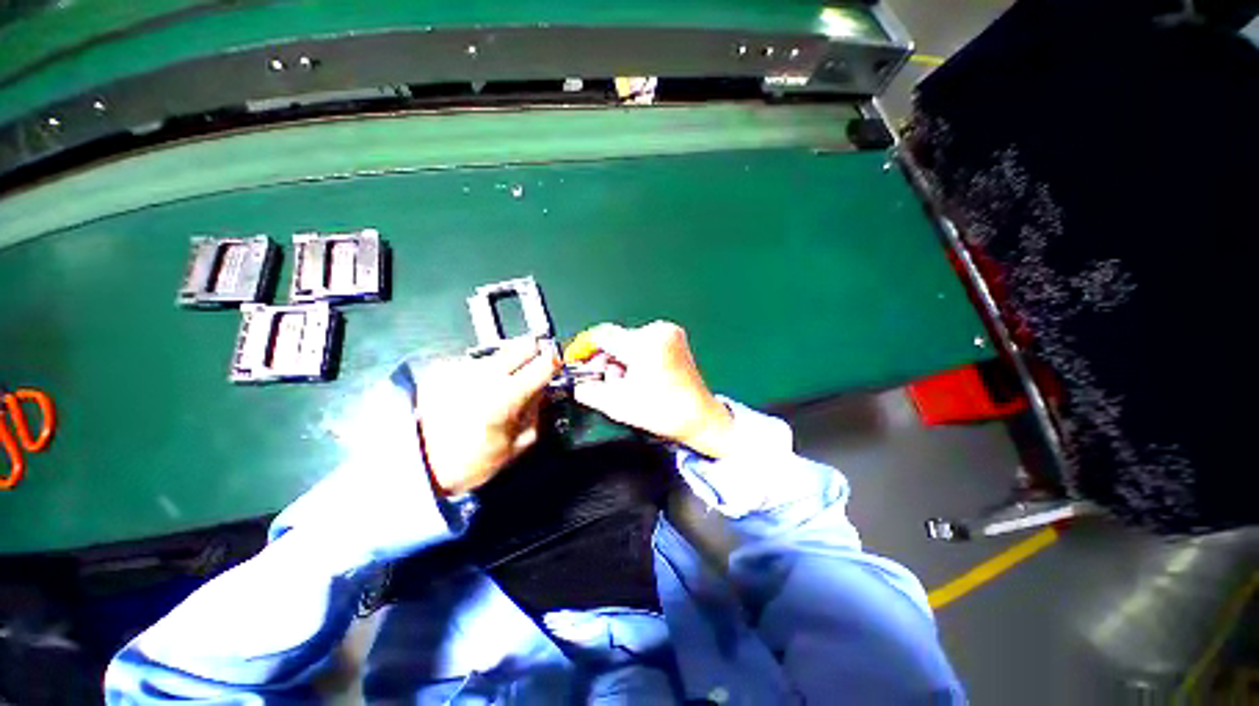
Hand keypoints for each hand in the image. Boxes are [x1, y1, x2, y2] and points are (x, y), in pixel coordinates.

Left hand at [413, 337, 559, 494]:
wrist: (416, 462)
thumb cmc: (472, 461)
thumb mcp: (516, 446)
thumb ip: (537, 414)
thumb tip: (543, 391)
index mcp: (507, 396)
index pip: (544, 363)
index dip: (555, 364)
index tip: (555, 369)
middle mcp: (487, 374)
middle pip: (523, 345)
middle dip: (535, 353)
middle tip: (534, 368)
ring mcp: (464, 368)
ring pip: (500, 351)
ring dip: (509, 361)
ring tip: (501, 382)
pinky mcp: (447, 368)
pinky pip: (478, 361)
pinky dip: (485, 369)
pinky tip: (477, 387)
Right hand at [568, 321, 733, 457]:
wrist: (699, 417)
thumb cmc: (663, 412)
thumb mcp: (617, 404)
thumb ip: (589, 391)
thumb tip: (576, 382)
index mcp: (646, 344)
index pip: (603, 336)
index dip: (584, 349)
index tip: (577, 361)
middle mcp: (658, 330)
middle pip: (616, 339)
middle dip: (606, 360)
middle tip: (603, 381)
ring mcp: (669, 332)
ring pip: (628, 341)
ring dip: (620, 360)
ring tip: (625, 383)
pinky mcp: (675, 338)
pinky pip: (643, 342)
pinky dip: (634, 357)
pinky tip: (638, 376)